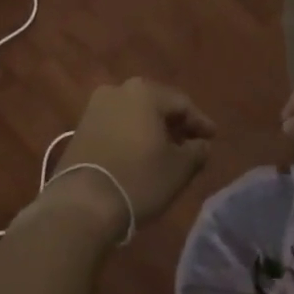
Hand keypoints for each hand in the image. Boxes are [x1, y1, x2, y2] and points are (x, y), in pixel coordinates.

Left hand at [39, 78, 215, 239]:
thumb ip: (196, 151)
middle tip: (191, 143)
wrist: (81, 204)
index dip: (200, 122)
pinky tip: (140, 155)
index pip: (182, 103)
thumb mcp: (178, 169)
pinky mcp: (81, 127)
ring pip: (134, 114)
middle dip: (174, 124)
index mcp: (145, 92)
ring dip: (152, 130)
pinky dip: (132, 136)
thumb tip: (201, 144)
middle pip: (156, 104)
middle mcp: (118, 90)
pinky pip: (116, 125)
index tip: (212, 138)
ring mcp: (95, 107)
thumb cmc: (138, 179)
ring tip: (167, 151)